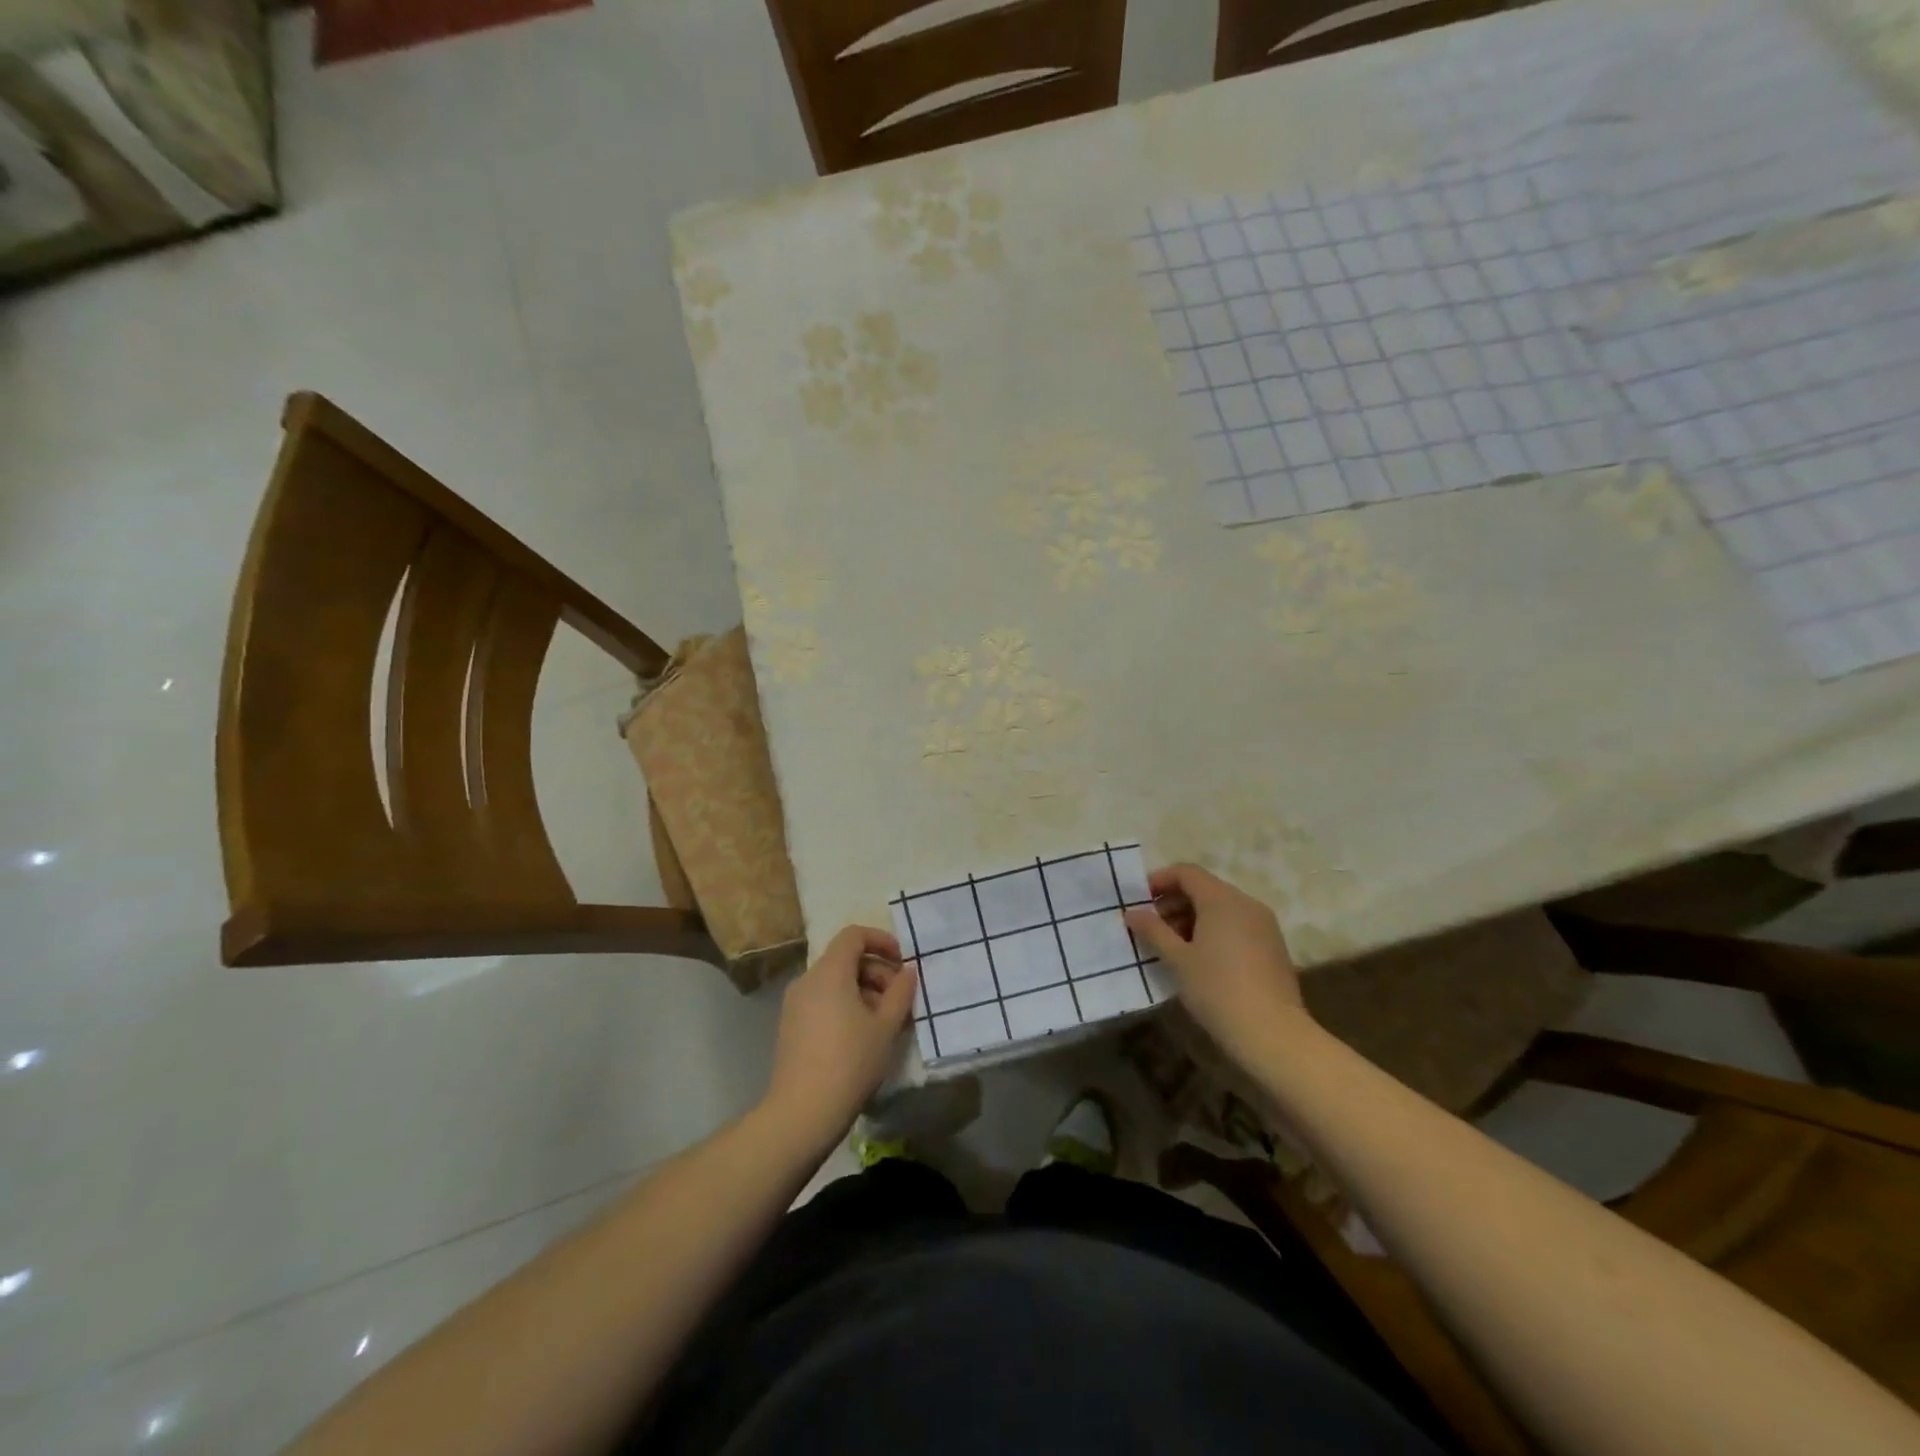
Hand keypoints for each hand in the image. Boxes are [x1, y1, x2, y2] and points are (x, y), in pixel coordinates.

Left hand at [763, 925, 917, 1145]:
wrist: (802, 1113)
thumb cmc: (850, 1063)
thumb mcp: (885, 1027)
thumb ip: (900, 992)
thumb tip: (908, 971)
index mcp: (829, 972)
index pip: (853, 935)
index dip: (881, 940)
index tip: (901, 962)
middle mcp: (807, 980)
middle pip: (845, 958)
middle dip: (876, 971)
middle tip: (899, 999)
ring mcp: (794, 1003)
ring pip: (834, 981)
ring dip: (863, 990)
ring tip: (885, 1020)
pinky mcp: (790, 1025)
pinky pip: (822, 1000)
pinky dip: (844, 1004)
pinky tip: (861, 1035)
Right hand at [1124, 864, 1308, 1071]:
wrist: (1273, 1034)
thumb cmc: (1217, 990)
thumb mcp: (1177, 959)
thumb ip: (1152, 930)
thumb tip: (1131, 912)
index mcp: (1222, 900)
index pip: (1186, 872)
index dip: (1159, 880)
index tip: (1140, 902)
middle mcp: (1246, 903)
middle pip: (1204, 888)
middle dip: (1174, 902)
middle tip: (1152, 928)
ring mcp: (1264, 925)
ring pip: (1221, 908)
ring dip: (1193, 918)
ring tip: (1172, 947)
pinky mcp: (1272, 946)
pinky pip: (1237, 925)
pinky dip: (1214, 931)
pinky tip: (1200, 959)